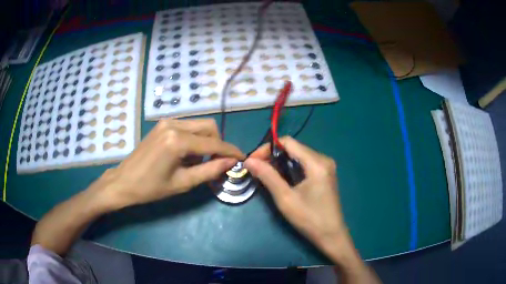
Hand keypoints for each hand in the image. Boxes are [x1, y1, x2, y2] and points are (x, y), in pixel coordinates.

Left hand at [92, 119, 244, 209]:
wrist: (123, 181)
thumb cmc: (151, 188)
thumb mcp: (182, 183)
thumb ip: (209, 171)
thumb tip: (230, 162)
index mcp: (177, 141)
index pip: (213, 143)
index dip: (230, 151)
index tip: (242, 157)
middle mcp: (174, 125)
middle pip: (209, 127)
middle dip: (218, 144)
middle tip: (216, 163)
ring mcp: (167, 122)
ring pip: (199, 125)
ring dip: (206, 141)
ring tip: (198, 162)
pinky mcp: (163, 124)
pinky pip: (187, 127)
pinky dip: (194, 139)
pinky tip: (187, 155)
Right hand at [244, 137, 362, 265]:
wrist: (331, 235)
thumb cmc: (309, 219)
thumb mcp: (285, 198)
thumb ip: (268, 176)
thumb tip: (249, 160)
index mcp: (317, 162)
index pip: (288, 142)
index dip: (267, 148)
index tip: (253, 161)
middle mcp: (323, 159)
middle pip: (293, 148)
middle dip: (272, 156)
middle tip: (256, 169)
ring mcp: (326, 166)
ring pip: (298, 156)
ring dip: (280, 162)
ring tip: (265, 174)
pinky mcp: (325, 174)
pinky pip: (304, 164)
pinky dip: (290, 168)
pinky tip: (281, 179)